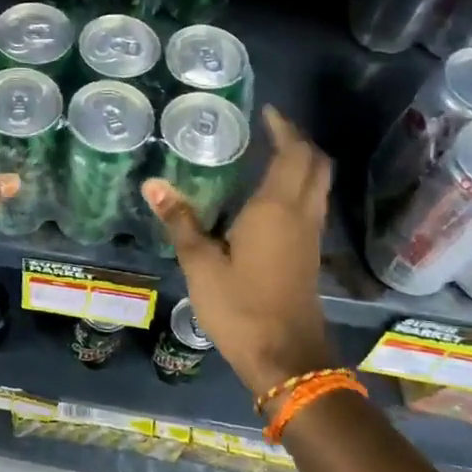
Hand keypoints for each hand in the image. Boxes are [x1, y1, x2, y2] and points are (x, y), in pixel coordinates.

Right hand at [143, 106, 334, 400]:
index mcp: (276, 209)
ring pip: (318, 186)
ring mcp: (310, 237)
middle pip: (316, 165)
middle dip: (298, 141)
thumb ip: (180, 220)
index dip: (284, 129)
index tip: (267, 111)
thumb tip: (153, 184)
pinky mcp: (310, 256)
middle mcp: (301, 216)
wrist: (287, 359)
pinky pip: (311, 206)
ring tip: (269, 154)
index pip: (294, 154)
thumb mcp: (200, 264)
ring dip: (302, 164)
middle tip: (270, 129)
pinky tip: (269, 198)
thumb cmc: (241, 307)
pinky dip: (298, 187)